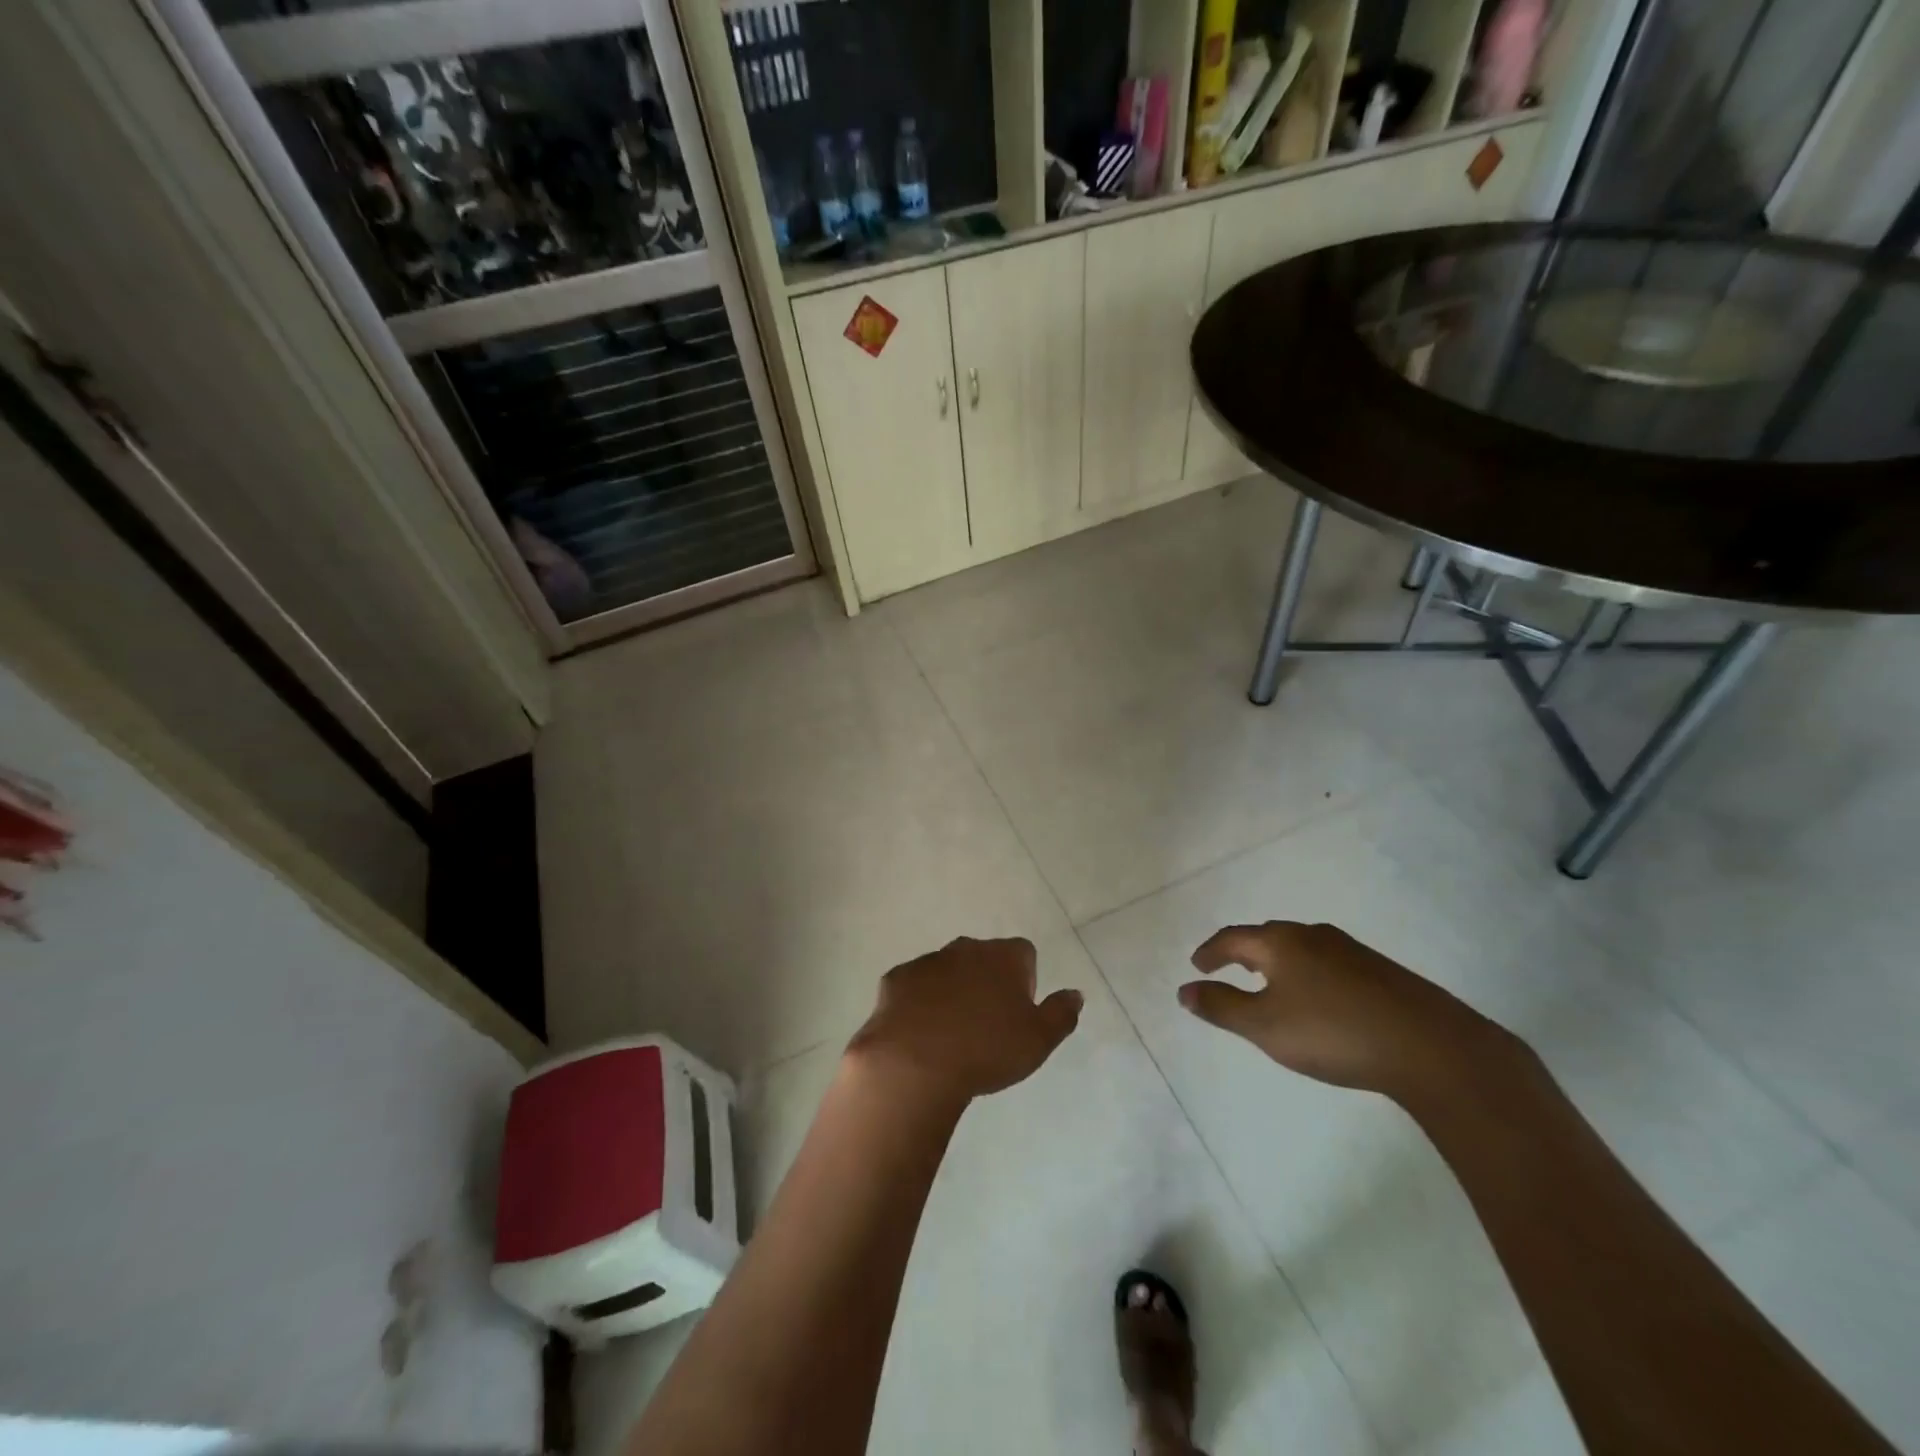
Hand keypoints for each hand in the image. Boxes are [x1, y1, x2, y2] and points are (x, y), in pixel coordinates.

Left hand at [847, 937, 1082, 1109]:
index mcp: (1003, 957)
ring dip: (952, 990)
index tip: (1017, 1013)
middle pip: (983, 958)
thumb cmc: (986, 1050)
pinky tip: (919, 1033)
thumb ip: (1061, 1013)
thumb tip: (1075, 993)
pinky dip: (919, 1002)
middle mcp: (966, 948)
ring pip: (947, 970)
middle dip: (986, 982)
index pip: (1024, 954)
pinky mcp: (896, 978)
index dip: (1024, 981)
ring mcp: (927, 961)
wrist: (915, 1063)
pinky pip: (914, 986)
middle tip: (985, 1025)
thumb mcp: (1039, 1041)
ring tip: (951, 1034)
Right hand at [1179, 922, 1511, 1099]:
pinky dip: (1309, 973)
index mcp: (1281, 943)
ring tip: (1272, 983)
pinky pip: (1329, 963)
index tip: (1197, 965)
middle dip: (1245, 951)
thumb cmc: (1333, 1032)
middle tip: (1231, 968)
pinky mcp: (1381, 971)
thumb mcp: (1265, 1027)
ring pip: (1302, 948)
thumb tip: (1184, 991)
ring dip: (1279, 961)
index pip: (1233, 938)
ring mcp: (1352, 951)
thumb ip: (1222, 1007)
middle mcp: (1313, 936)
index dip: (1211, 951)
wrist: (1431, 1047)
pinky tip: (1320, 998)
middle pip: (1269, 937)